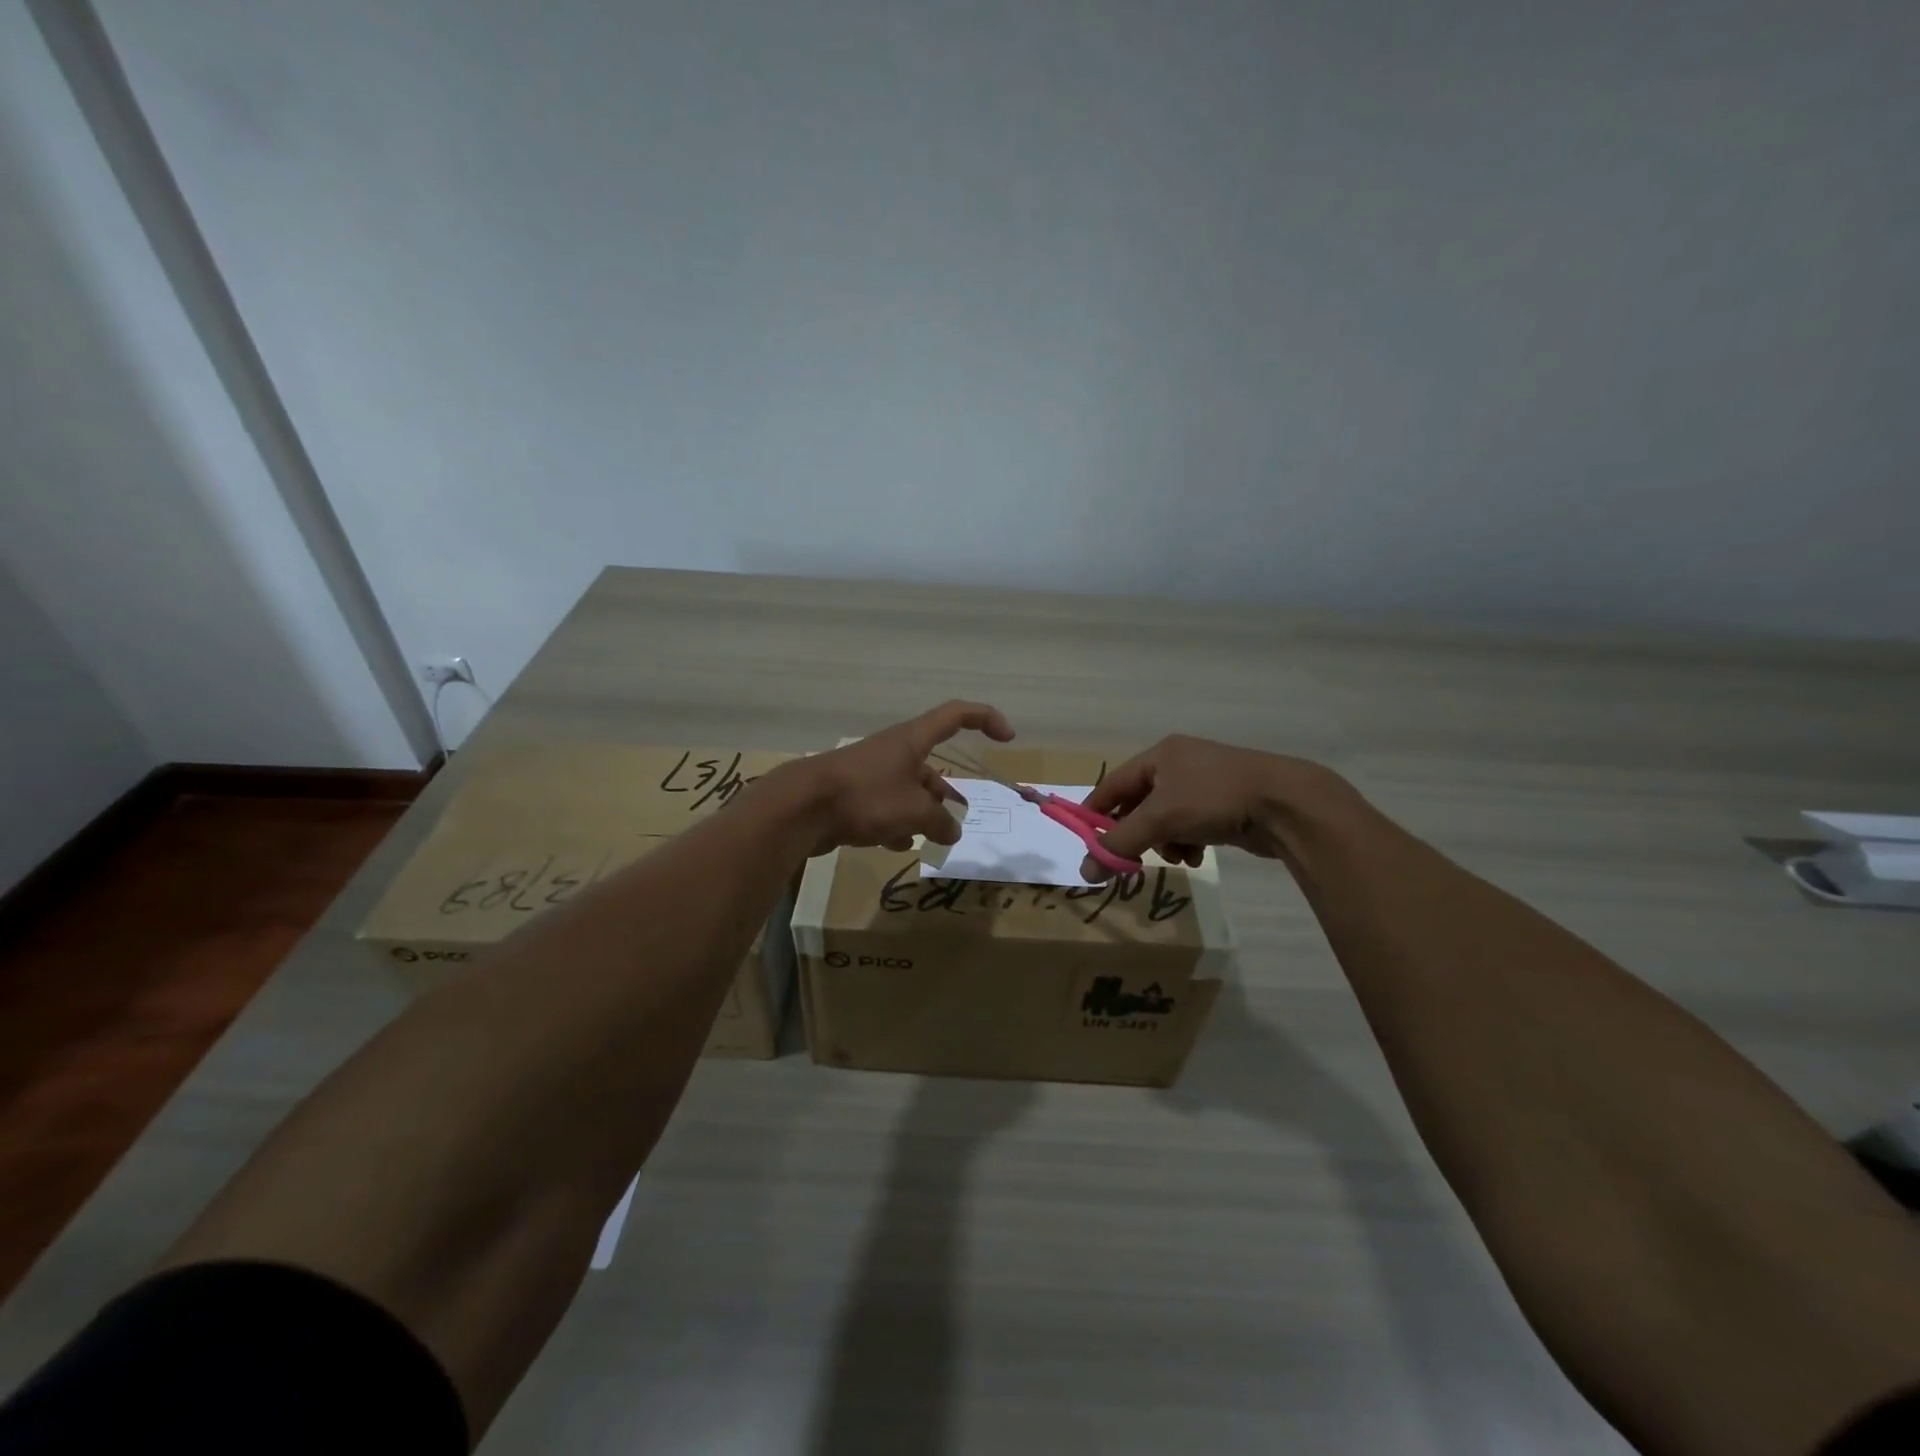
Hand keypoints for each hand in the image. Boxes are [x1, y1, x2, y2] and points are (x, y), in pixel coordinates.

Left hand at [779, 700, 1014, 855]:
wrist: (801, 807)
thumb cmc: (865, 796)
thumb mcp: (914, 811)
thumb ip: (940, 821)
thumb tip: (951, 830)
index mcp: (912, 740)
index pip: (956, 715)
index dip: (986, 719)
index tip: (1008, 737)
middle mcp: (894, 751)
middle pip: (930, 766)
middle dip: (946, 794)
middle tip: (958, 819)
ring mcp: (871, 773)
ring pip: (907, 790)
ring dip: (921, 813)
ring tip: (931, 838)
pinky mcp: (853, 795)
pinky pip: (884, 807)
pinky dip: (895, 823)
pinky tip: (895, 845)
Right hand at [1078, 735, 1350, 881]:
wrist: (1285, 804)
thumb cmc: (1214, 799)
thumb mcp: (1160, 819)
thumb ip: (1119, 843)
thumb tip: (1085, 871)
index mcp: (1160, 755)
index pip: (1113, 784)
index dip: (1096, 813)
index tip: (1086, 842)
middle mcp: (1179, 765)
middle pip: (1139, 804)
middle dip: (1137, 834)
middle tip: (1131, 859)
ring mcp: (1203, 784)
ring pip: (1165, 820)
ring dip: (1164, 843)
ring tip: (1178, 856)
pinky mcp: (1224, 805)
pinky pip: (1190, 826)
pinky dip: (1188, 843)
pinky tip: (1197, 856)